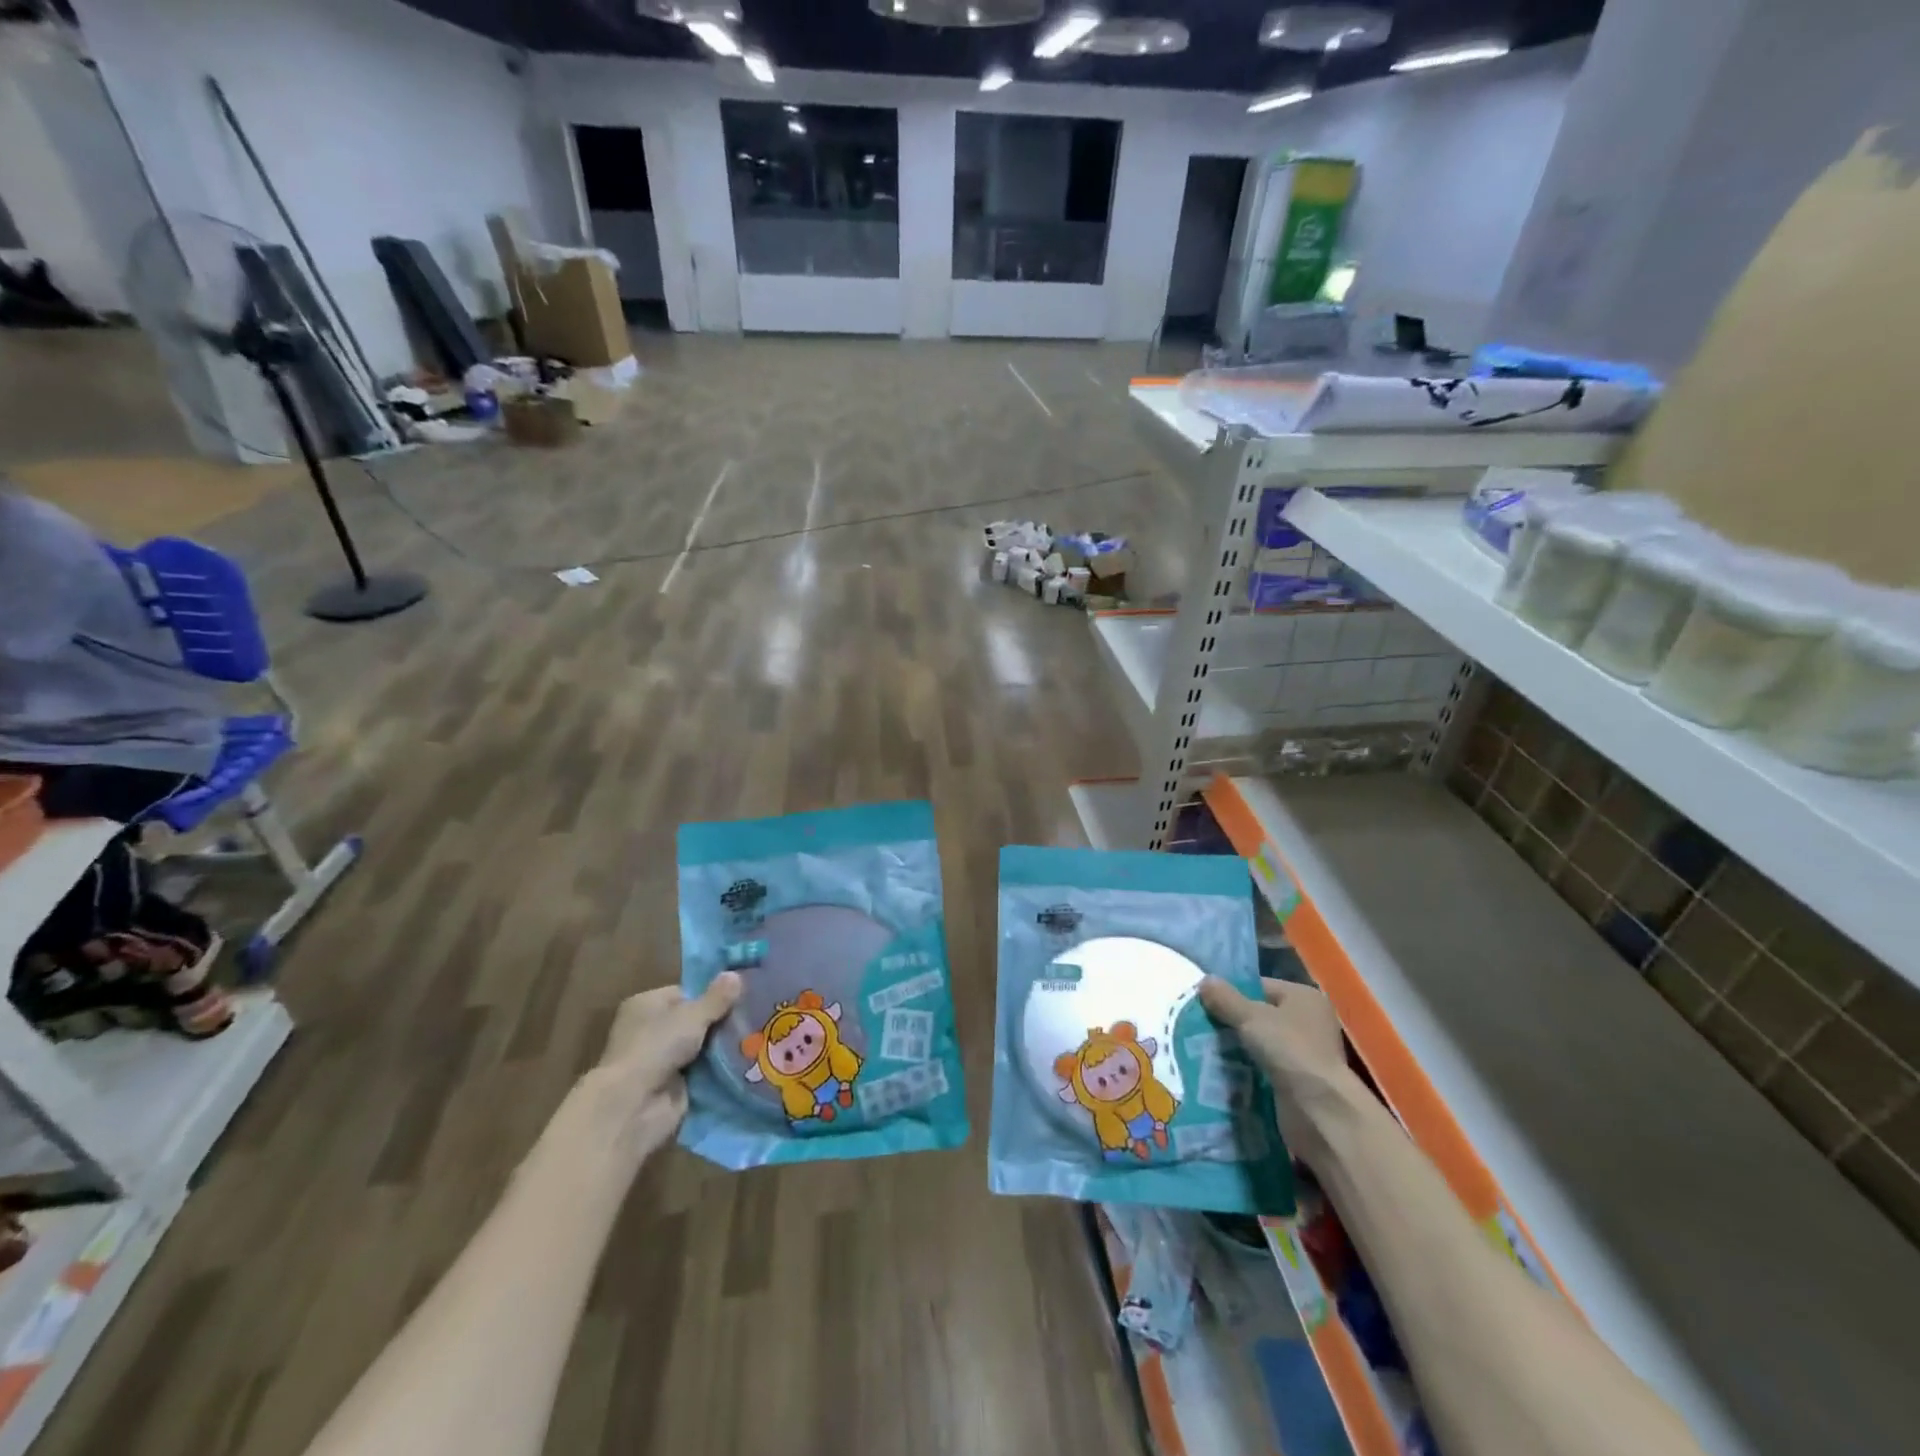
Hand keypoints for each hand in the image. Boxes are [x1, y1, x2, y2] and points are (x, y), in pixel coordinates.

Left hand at [573, 973, 742, 1168]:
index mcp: (646, 1004)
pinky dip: (720, 1068)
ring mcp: (661, 1060)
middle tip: (755, 1014)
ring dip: (722, 1045)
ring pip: (701, 1046)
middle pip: (694, 1020)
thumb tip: (736, 974)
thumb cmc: (656, 1046)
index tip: (742, 995)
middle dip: (721, 1020)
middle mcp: (650, 1030)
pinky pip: (703, 1070)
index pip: (685, 992)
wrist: (634, 1106)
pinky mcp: (672, 1086)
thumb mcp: (692, 1015)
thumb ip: (717, 998)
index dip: (712, 994)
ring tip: (758, 1035)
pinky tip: (747, 1059)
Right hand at [1198, 976, 1355, 1152]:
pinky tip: (1222, 1071)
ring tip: (1204, 1048)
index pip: (1259, 987)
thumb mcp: (1250, 1017)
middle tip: (1200, 1026)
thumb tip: (1205, 980)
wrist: (1318, 1110)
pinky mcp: (1297, 1081)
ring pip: (1259, 1044)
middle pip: (1258, 1016)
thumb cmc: (1289, 1050)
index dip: (1232, 993)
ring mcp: (1304, 1054)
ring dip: (1236, 1048)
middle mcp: (1308, 1022)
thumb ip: (1225, 998)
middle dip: (1231, 1023)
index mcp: (1303, 997)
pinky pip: (1263, 1068)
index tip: (1204, 1003)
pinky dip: (1245, 1070)